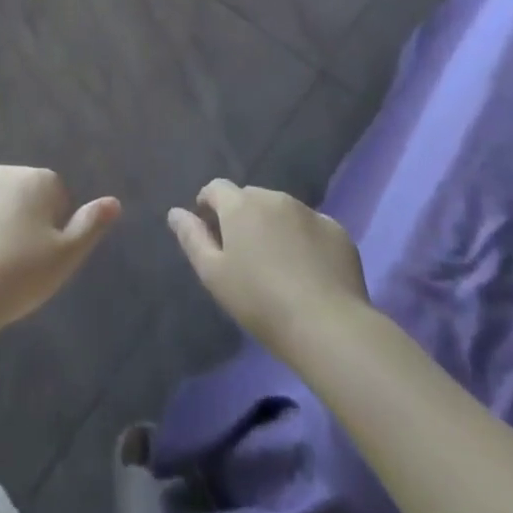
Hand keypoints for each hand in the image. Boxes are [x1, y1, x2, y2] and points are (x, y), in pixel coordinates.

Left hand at [0, 166, 120, 332]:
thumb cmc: (20, 275)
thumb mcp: (66, 257)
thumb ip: (90, 225)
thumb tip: (113, 202)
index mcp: (36, 180)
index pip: (53, 193)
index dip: (51, 224)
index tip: (41, 254)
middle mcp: (1, 171)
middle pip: (18, 190)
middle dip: (19, 215)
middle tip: (14, 258)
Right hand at [168, 180, 366, 360]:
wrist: (327, 325)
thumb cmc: (259, 301)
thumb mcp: (213, 274)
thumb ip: (192, 238)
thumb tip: (175, 212)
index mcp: (240, 205)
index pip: (216, 188)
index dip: (209, 204)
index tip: (210, 229)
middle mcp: (274, 197)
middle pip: (250, 198)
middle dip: (242, 216)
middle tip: (244, 253)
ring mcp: (309, 212)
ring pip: (282, 210)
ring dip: (274, 226)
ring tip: (277, 263)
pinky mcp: (337, 231)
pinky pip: (311, 227)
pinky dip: (304, 240)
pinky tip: (308, 271)